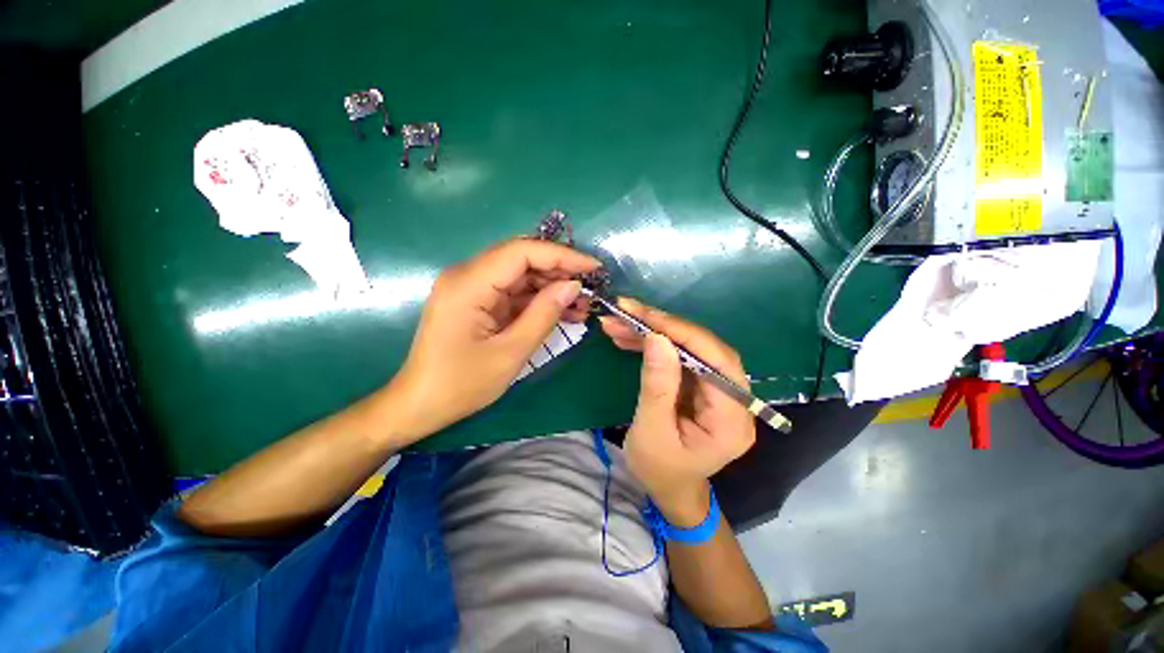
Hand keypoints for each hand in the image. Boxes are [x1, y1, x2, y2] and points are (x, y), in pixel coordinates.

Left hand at [389, 239, 599, 442]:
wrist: (421, 405)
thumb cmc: (461, 384)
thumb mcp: (510, 352)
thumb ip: (543, 314)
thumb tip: (573, 286)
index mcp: (468, 283)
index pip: (522, 251)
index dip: (562, 255)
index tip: (593, 267)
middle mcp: (467, 276)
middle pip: (521, 259)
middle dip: (559, 271)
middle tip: (590, 289)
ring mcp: (471, 288)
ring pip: (521, 276)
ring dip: (552, 287)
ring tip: (582, 305)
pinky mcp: (477, 301)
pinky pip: (513, 293)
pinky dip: (538, 301)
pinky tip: (563, 312)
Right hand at [599, 299, 755, 525]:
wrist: (669, 488)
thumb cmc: (660, 470)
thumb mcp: (651, 432)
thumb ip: (657, 386)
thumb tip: (657, 339)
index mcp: (732, 419)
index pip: (715, 362)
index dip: (681, 333)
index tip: (644, 316)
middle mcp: (735, 399)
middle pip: (703, 348)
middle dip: (662, 327)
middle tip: (626, 312)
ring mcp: (718, 389)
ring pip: (689, 347)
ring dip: (652, 333)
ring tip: (618, 324)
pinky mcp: (702, 384)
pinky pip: (679, 356)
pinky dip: (653, 344)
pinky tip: (628, 337)